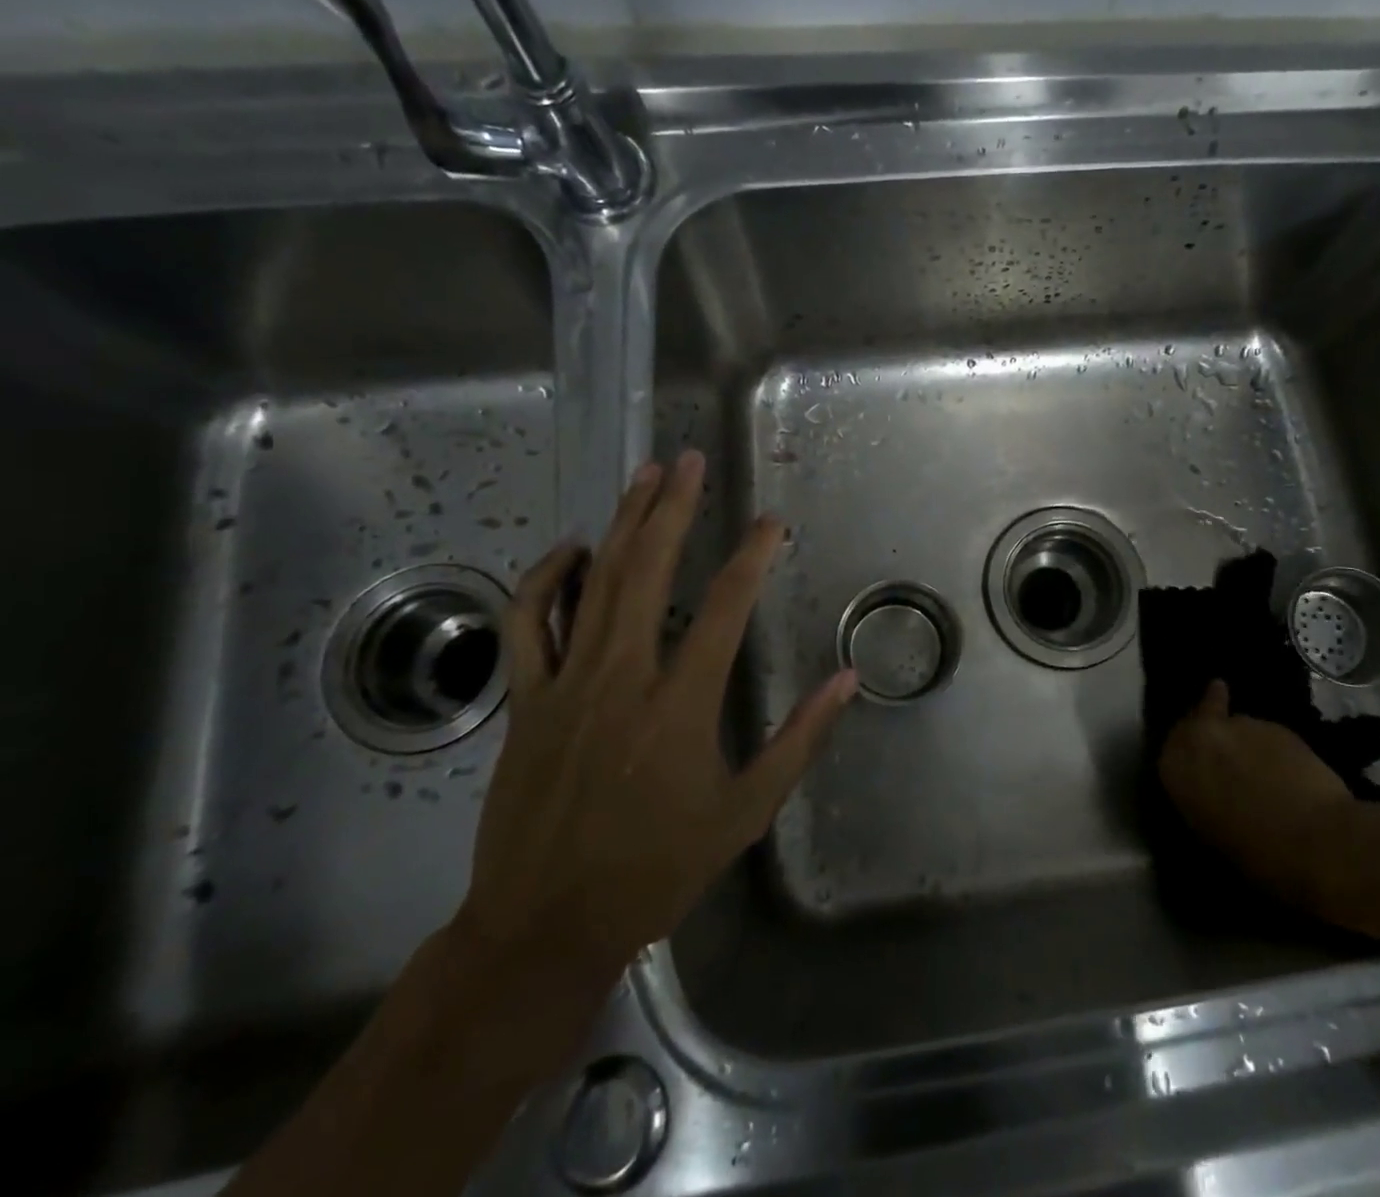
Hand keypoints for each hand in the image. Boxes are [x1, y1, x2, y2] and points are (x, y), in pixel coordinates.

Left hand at [450, 451, 857, 1048]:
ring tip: (644, 477)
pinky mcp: (524, 700)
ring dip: (622, 523)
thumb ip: (800, 740)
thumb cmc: (656, 870)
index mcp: (680, 705)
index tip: (772, 524)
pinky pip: (528, 623)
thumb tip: (848, 680)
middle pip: (649, 571)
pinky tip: (573, 549)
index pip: (725, 607)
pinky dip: (545, 579)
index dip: (753, 557)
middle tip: (689, 460)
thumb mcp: (746, 812)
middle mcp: (622, 678)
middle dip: (673, 508)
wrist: (544, 926)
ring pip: (593, 583)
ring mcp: (565, 684)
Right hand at [1157, 680, 1355, 906]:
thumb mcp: (1210, 830)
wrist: (1320, 841)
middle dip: (1208, 729)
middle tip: (1225, 756)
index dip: (1187, 756)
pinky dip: (1272, 752)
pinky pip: (1266, 736)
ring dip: (1244, 745)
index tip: (1198, 766)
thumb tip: (1210, 788)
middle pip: (1198, 720)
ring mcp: (1241, 724)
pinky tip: (1289, 775)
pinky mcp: (1277, 725)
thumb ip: (1201, 796)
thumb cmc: (1259, 854)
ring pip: (1236, 727)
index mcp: (1176, 766)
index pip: (1170, 748)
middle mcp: (1201, 735)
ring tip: (1266, 775)